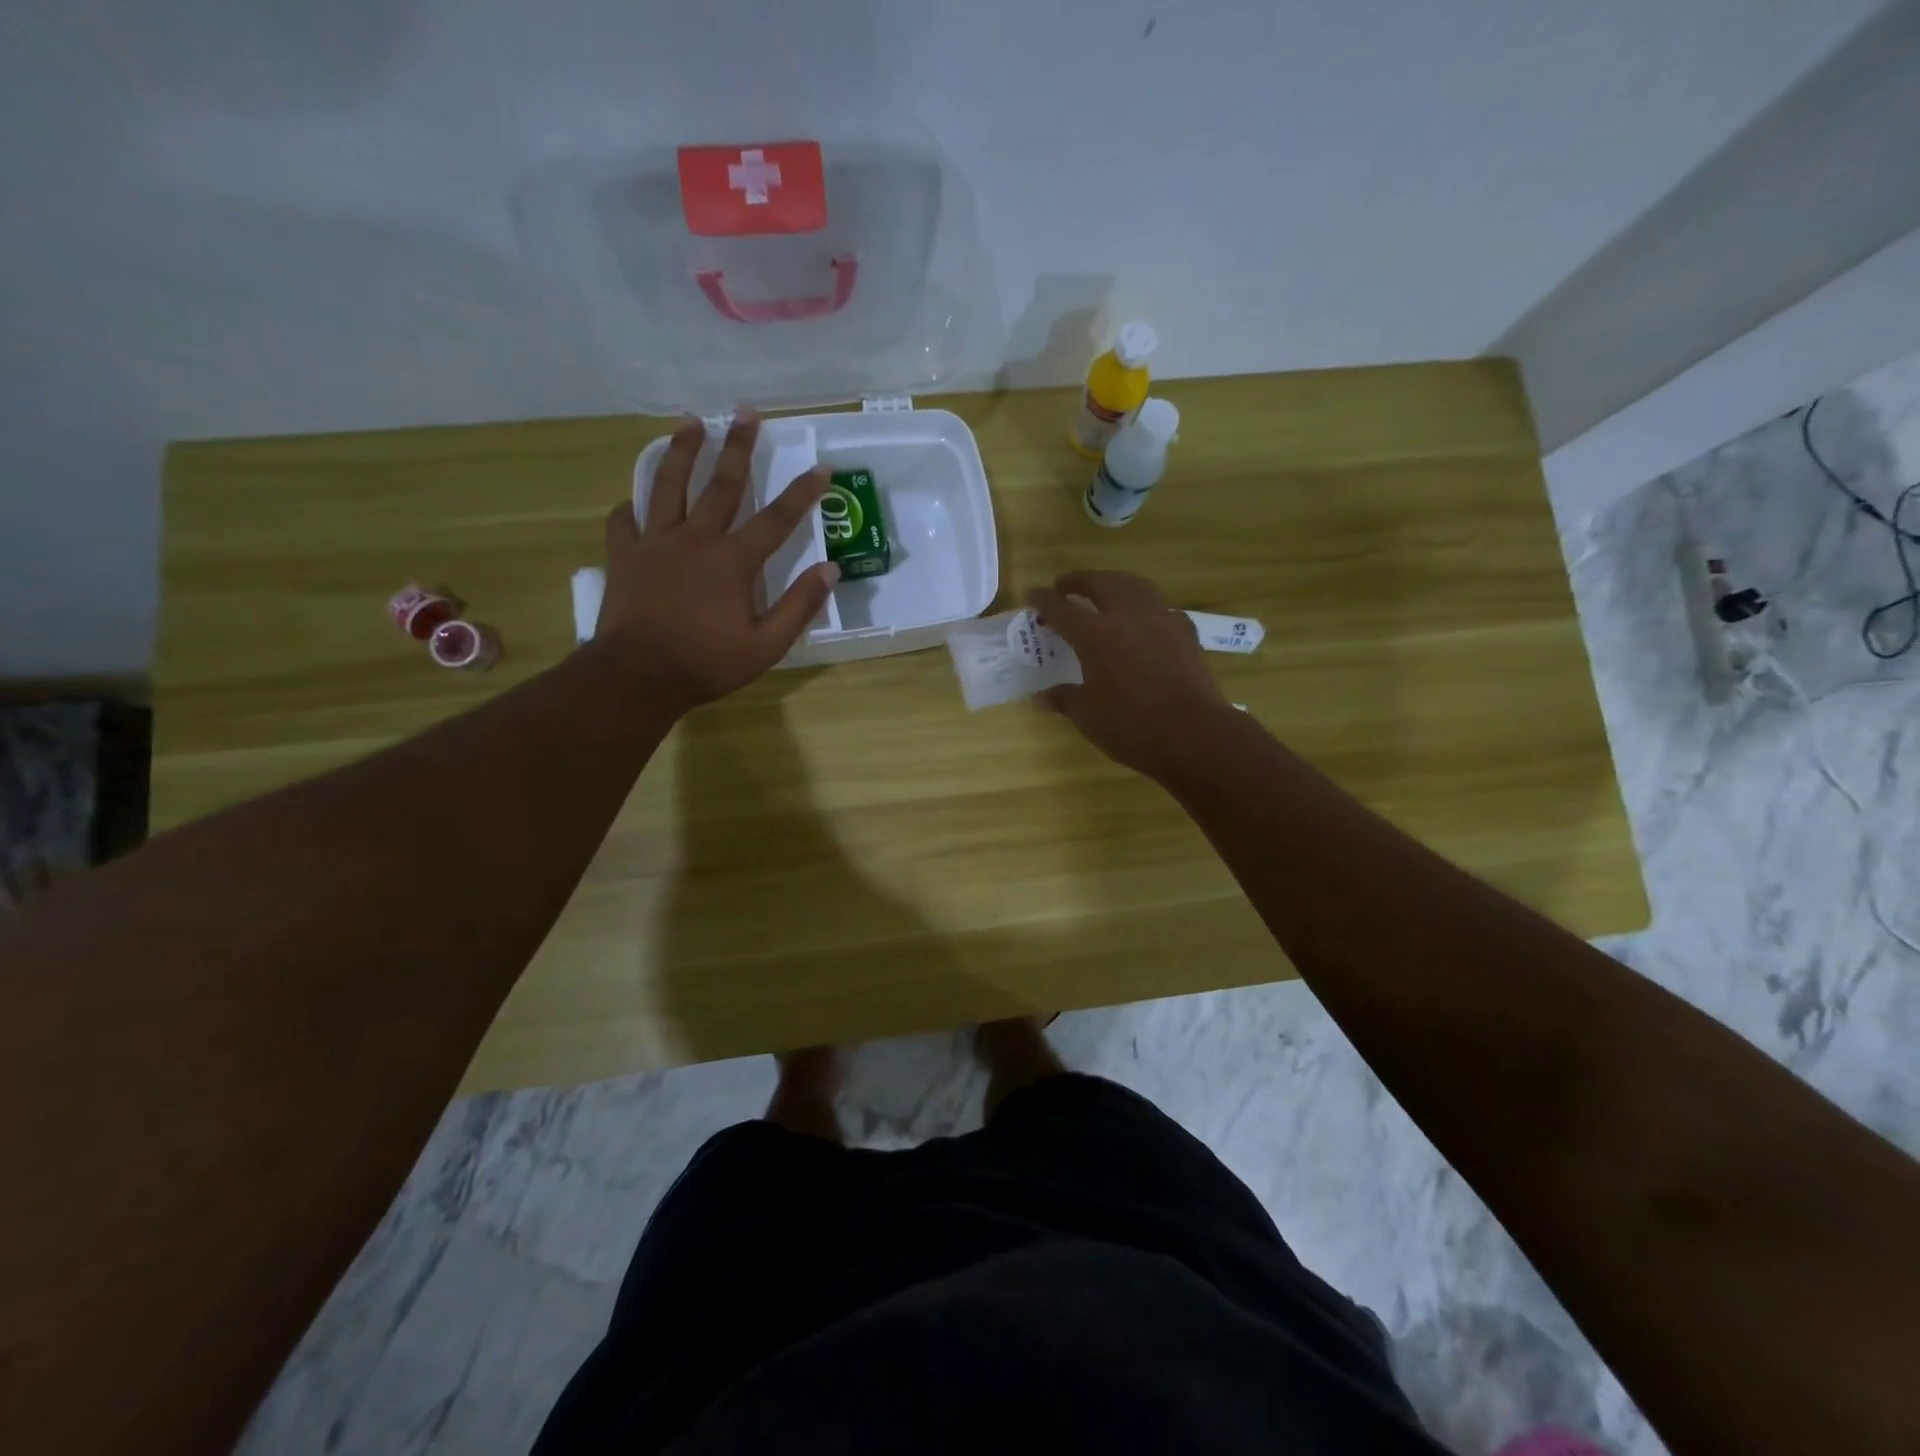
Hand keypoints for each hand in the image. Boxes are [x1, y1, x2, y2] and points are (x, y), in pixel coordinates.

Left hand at [596, 412, 837, 713]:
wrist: (638, 676)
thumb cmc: (707, 663)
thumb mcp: (766, 646)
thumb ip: (799, 606)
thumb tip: (830, 571)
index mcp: (733, 561)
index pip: (777, 519)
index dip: (803, 493)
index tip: (821, 468)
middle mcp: (695, 539)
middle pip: (721, 484)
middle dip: (738, 447)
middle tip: (745, 412)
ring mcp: (655, 542)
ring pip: (668, 485)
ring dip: (681, 451)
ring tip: (689, 422)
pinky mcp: (624, 555)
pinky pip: (625, 520)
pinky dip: (631, 507)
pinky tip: (635, 501)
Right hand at [1030, 571, 1234, 779]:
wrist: (1194, 734)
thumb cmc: (1132, 726)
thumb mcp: (1088, 717)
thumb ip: (1065, 699)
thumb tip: (1042, 697)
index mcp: (1095, 635)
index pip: (1062, 609)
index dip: (1044, 600)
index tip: (1033, 594)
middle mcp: (1127, 617)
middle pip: (1101, 583)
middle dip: (1080, 580)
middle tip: (1066, 586)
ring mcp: (1161, 620)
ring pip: (1135, 585)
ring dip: (1115, 582)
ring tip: (1105, 590)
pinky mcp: (1186, 632)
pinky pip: (1162, 607)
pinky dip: (1146, 606)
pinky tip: (1145, 620)